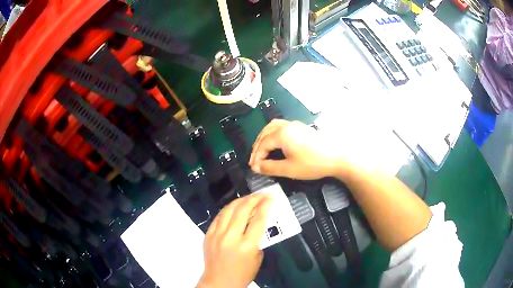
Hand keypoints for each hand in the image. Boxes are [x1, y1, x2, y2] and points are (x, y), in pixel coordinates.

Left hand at [197, 193, 272, 287]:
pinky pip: (219, 217)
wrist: (219, 282)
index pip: (258, 220)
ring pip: (228, 210)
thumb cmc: (243, 274)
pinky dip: (228, 209)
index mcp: (247, 246)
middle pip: (242, 210)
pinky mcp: (208, 234)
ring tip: (249, 197)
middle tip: (262, 194)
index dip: (265, 206)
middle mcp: (231, 237)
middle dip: (254, 199)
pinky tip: (234, 207)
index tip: (270, 198)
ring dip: (240, 200)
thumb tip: (257, 223)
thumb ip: (258, 240)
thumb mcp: (257, 258)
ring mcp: (217, 235)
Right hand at [249, 119, 345, 179]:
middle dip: (257, 146)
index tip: (253, 168)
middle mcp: (286, 125)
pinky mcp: (301, 127)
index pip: (262, 144)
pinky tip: (275, 143)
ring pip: (272, 127)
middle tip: (255, 160)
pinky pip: (281, 126)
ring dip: (264, 138)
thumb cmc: (313, 164)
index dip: (256, 157)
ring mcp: (295, 124)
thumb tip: (256, 167)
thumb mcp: (289, 169)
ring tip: (262, 150)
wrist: (337, 157)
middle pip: (265, 133)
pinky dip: (273, 134)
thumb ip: (270, 168)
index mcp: (282, 134)